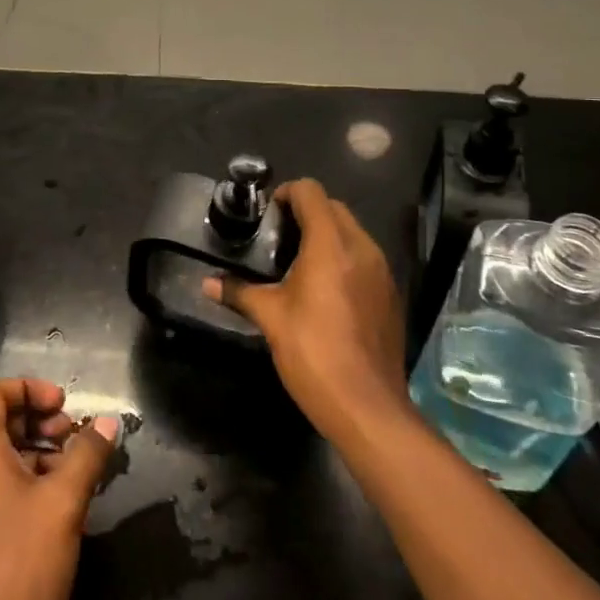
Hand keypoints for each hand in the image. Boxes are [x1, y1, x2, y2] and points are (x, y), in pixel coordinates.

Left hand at [0, 378, 119, 599]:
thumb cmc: (22, 565)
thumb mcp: (63, 502)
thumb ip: (87, 455)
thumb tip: (108, 421)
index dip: (26, 388)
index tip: (63, 404)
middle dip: (39, 420)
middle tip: (75, 435)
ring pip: (5, 461)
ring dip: (42, 453)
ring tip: (79, 470)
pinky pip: (6, 494)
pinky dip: (35, 485)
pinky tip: (68, 507)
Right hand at [203, 179, 407, 440]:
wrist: (367, 407)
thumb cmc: (313, 352)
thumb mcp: (270, 318)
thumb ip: (239, 292)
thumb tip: (208, 284)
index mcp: (331, 244)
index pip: (311, 192)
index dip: (286, 194)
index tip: (268, 215)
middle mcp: (361, 248)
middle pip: (333, 208)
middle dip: (306, 212)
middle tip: (278, 237)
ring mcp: (381, 271)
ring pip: (352, 233)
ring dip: (327, 235)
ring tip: (298, 263)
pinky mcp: (390, 295)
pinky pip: (365, 259)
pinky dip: (344, 259)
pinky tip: (325, 291)